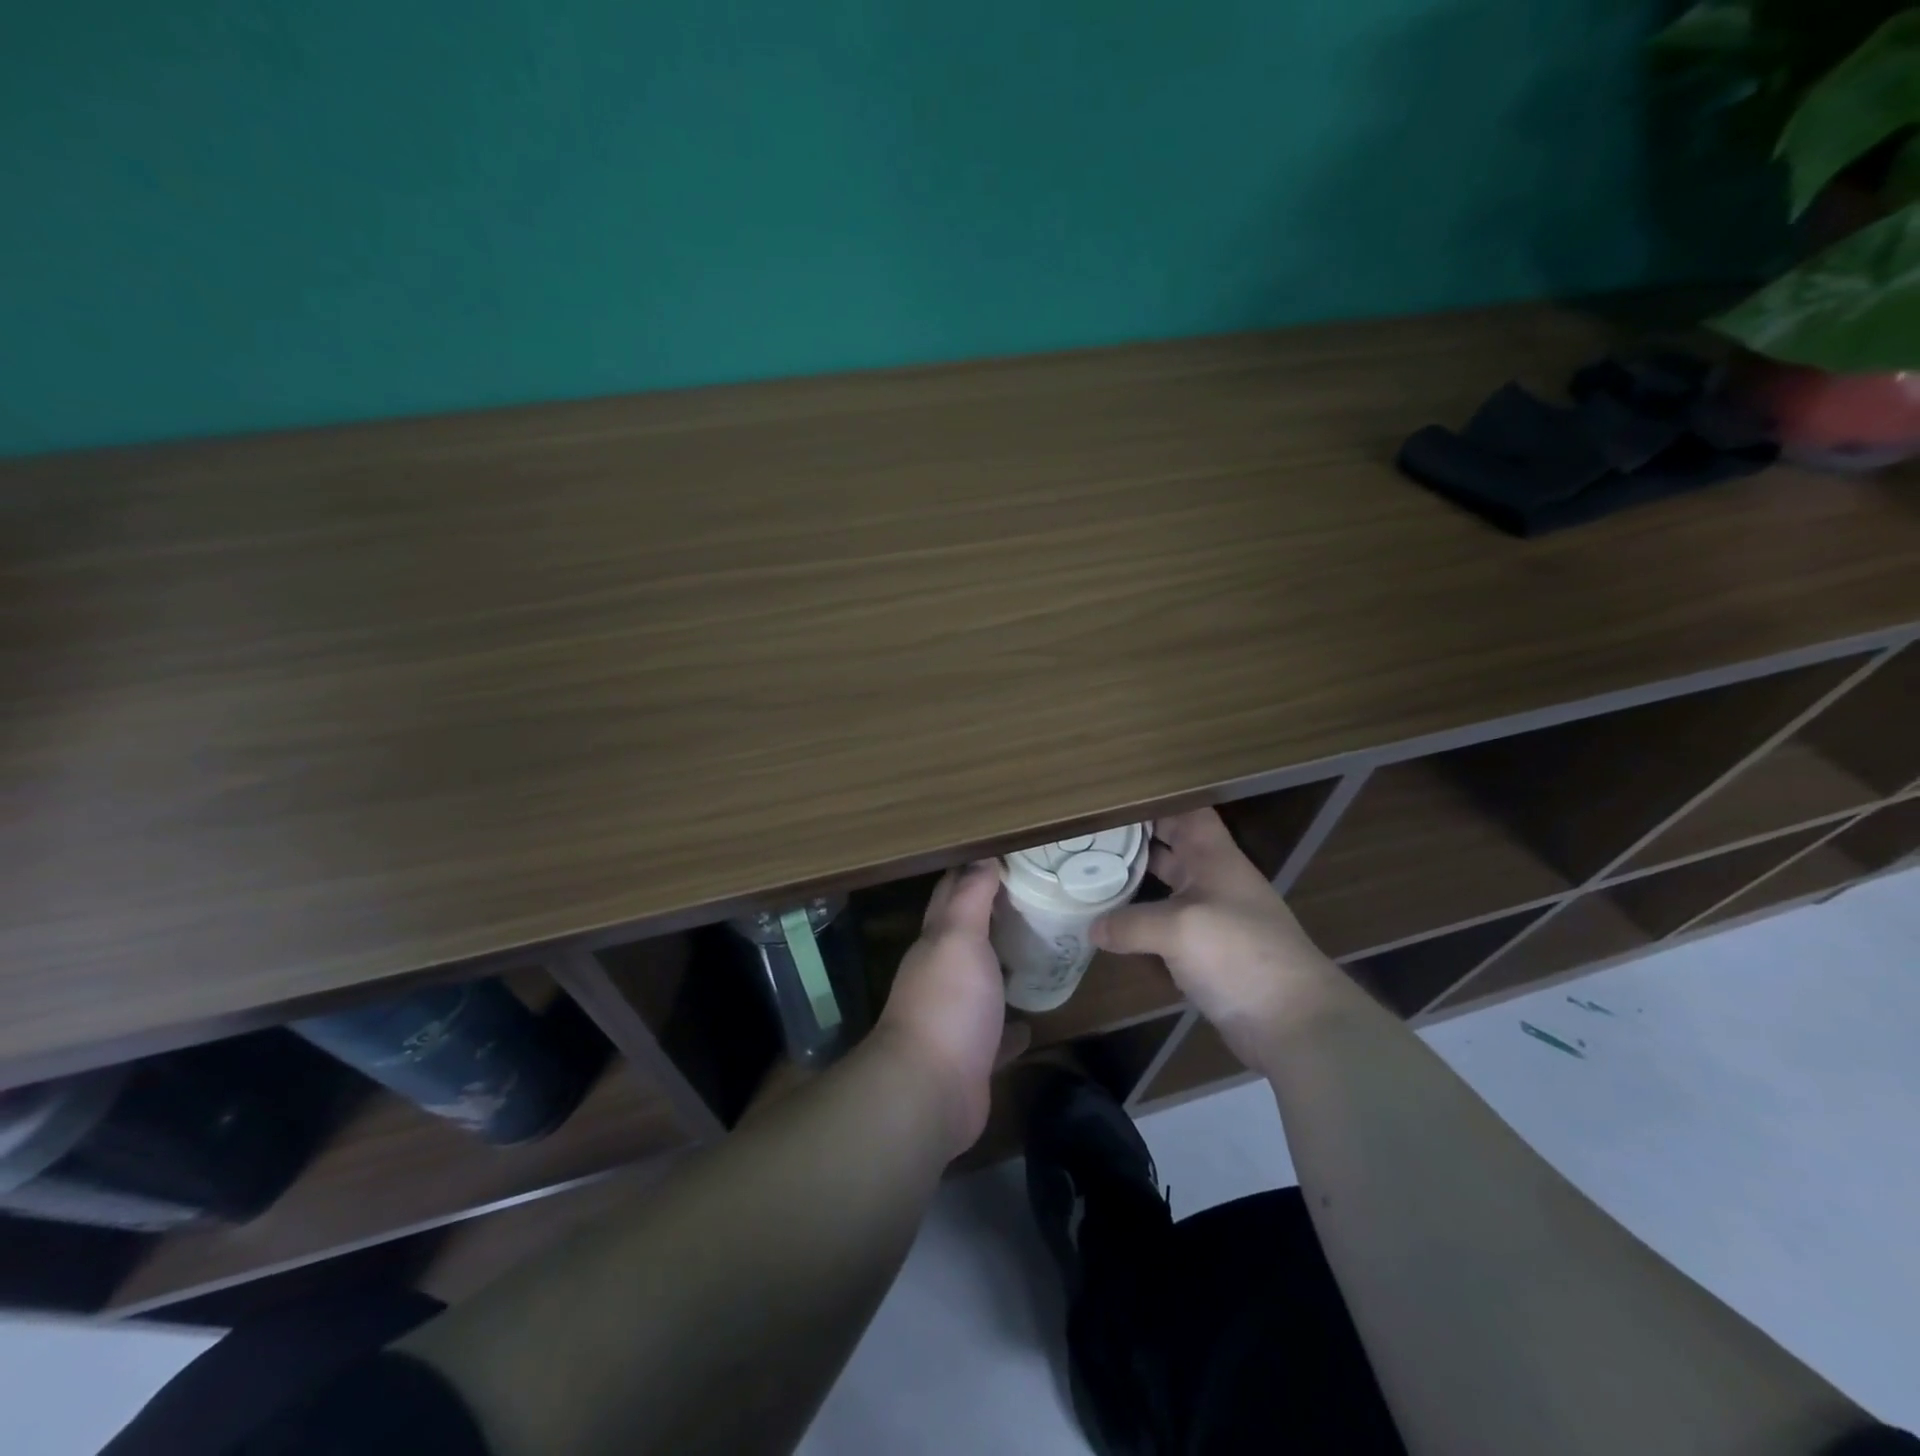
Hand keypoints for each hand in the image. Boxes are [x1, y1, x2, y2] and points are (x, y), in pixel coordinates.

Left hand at [874, 861, 1015, 1153]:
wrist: (930, 1091)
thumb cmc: (948, 1003)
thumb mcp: (959, 938)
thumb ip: (970, 898)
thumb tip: (982, 857)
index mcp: (936, 942)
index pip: (951, 893)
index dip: (974, 872)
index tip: (1010, 857)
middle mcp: (941, 974)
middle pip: (967, 936)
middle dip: (994, 915)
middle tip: (1038, 898)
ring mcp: (955, 1017)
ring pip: (982, 982)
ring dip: (1003, 967)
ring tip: (1043, 950)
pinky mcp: (973, 1055)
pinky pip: (997, 1033)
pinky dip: (1013, 1024)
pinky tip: (1034, 1018)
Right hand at [1092, 810, 1341, 1067]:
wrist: (1294, 1022)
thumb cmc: (1239, 954)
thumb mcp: (1178, 929)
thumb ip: (1130, 924)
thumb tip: (1094, 928)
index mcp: (1214, 859)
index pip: (1186, 813)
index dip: (1154, 803)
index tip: (1111, 804)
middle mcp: (1213, 882)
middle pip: (1171, 849)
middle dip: (1134, 842)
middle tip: (1087, 839)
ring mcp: (1211, 920)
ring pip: (1166, 890)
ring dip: (1134, 885)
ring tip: (1089, 878)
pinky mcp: (1206, 955)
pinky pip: (1166, 930)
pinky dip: (1140, 927)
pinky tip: (1109, 930)